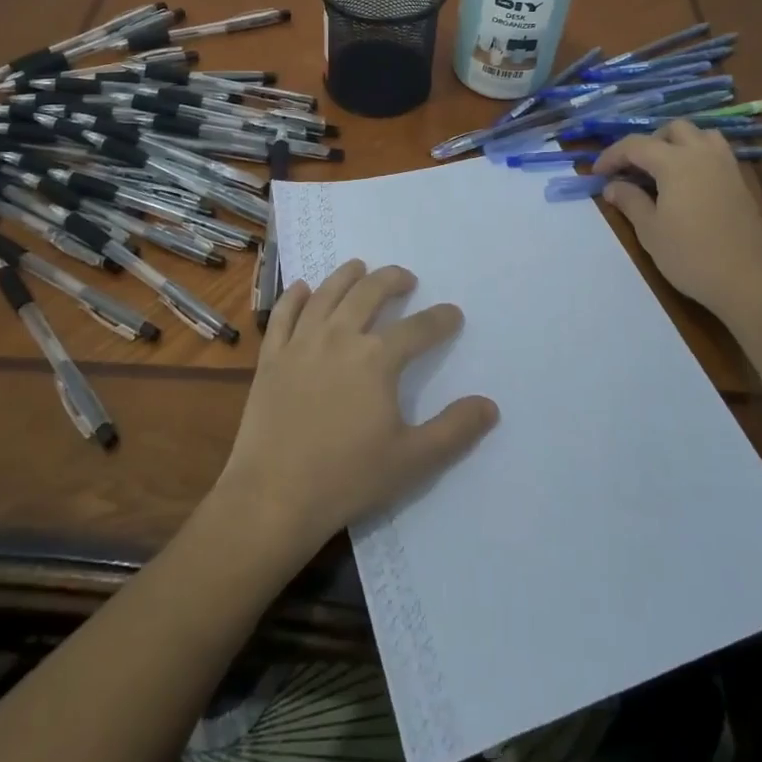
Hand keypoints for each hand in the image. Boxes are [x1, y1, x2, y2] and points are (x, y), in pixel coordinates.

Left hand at [214, 260, 498, 560]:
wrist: (274, 496)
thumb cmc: (347, 478)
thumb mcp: (412, 460)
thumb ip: (454, 429)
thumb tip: (490, 406)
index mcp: (377, 359)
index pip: (418, 328)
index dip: (440, 319)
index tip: (453, 313)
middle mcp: (340, 337)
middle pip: (369, 293)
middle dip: (392, 280)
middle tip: (406, 278)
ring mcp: (301, 343)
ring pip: (327, 294)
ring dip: (346, 275)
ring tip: (359, 266)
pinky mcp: (272, 357)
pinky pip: (284, 315)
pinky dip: (295, 296)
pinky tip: (303, 287)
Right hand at [594, 121, 761, 328]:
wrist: (749, 282)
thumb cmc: (691, 256)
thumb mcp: (650, 230)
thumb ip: (629, 201)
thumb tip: (613, 186)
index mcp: (676, 162)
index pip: (636, 145)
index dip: (612, 155)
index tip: (597, 174)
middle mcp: (703, 154)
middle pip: (672, 129)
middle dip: (648, 143)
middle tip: (632, 169)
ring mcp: (726, 167)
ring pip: (700, 135)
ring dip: (677, 143)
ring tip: (663, 169)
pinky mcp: (741, 183)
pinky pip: (716, 153)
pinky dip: (697, 156)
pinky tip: (687, 184)